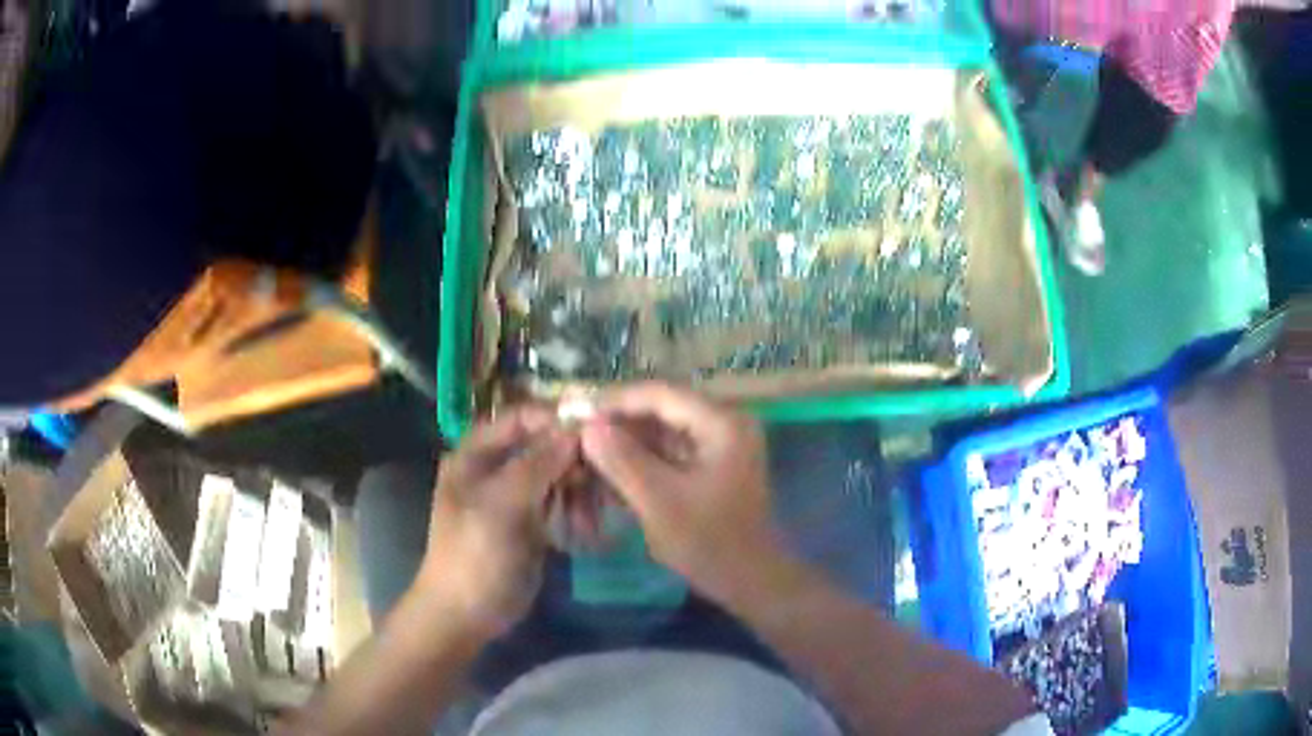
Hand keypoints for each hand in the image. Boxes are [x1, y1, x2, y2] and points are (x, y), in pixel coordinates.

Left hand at [414, 406, 578, 637]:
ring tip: (594, 515)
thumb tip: (575, 429)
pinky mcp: (532, 522)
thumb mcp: (500, 506)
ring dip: (580, 489)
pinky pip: (560, 502)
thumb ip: (536, 464)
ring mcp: (515, 496)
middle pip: (543, 445)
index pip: (520, 418)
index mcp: (476, 455)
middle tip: (603, 478)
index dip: (555, 419)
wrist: (466, 613)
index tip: (595, 431)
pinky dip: (576, 510)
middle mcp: (496, 467)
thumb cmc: (474, 556)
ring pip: (557, 474)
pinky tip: (589, 529)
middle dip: (574, 459)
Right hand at [578, 383, 785, 598]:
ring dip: (627, 445)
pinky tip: (612, 476)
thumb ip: (622, 460)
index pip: (660, 394)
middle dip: (618, 425)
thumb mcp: (659, 501)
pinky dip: (642, 462)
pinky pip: (670, 452)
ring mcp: (720, 444)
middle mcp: (725, 423)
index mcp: (722, 422)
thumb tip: (588, 426)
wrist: (751, 581)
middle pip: (661, 410)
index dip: (615, 401)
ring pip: (662, 432)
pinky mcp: (712, 466)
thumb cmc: (710, 542)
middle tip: (577, 436)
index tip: (576, 413)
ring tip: (588, 457)